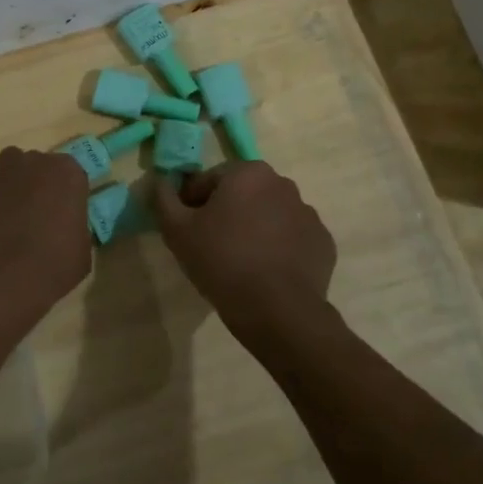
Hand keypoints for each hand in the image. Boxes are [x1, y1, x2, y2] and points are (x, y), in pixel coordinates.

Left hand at [0, 137, 91, 342]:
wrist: (0, 277)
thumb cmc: (50, 268)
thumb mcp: (82, 251)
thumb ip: (76, 226)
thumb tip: (66, 225)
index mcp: (70, 174)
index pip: (71, 176)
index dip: (64, 197)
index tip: (59, 217)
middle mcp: (38, 159)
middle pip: (40, 165)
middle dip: (37, 185)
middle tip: (31, 216)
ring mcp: (4, 163)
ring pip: (11, 161)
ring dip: (10, 177)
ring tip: (2, 207)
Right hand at [153, 162, 336, 341]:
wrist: (278, 311)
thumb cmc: (222, 261)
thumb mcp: (177, 231)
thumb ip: (163, 199)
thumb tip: (159, 181)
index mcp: (248, 173)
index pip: (209, 180)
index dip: (192, 203)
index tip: (187, 230)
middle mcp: (282, 183)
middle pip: (242, 194)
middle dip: (226, 213)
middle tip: (211, 246)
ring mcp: (308, 213)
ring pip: (269, 215)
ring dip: (254, 228)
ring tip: (240, 263)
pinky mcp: (323, 242)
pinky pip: (292, 238)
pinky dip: (279, 248)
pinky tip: (266, 273)